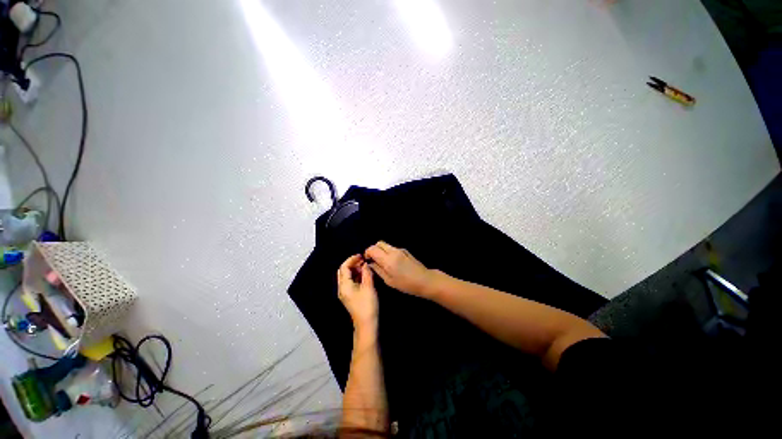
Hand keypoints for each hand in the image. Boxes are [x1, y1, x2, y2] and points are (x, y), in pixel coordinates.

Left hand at [337, 254, 378, 331]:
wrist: (367, 324)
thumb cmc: (367, 305)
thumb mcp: (368, 286)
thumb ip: (366, 273)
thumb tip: (365, 263)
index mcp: (344, 285)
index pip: (344, 267)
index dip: (352, 259)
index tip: (361, 255)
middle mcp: (342, 288)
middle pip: (343, 271)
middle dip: (352, 263)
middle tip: (363, 260)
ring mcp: (346, 293)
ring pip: (347, 276)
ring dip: (355, 269)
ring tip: (365, 266)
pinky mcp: (351, 296)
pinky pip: (351, 282)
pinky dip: (357, 276)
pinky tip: (365, 274)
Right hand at [364, 241, 434, 297]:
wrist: (424, 280)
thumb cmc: (406, 284)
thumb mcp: (389, 280)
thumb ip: (378, 270)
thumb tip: (370, 264)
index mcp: (387, 259)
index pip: (372, 249)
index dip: (367, 253)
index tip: (367, 260)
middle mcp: (393, 251)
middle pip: (379, 243)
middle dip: (374, 249)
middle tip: (374, 260)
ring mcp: (400, 250)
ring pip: (386, 245)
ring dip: (381, 251)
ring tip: (382, 262)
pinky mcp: (405, 251)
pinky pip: (392, 248)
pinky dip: (388, 252)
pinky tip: (392, 263)